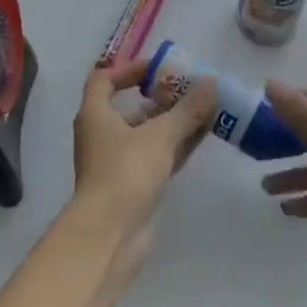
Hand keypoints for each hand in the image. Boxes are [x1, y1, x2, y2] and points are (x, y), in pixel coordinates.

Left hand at [70, 59, 215, 257]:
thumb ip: (187, 108)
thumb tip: (211, 82)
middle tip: (190, 90)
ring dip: (173, 122)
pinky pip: (155, 157)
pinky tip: (200, 138)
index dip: (129, 69)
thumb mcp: (161, 135)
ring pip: (146, 134)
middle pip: (130, 107)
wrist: (109, 237)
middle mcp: (101, 135)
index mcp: (95, 115)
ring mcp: (116, 163)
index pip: (103, 79)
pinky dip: (175, 146)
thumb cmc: (125, 172)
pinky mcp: (132, 187)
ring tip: (204, 110)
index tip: (159, 69)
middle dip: (161, 98)